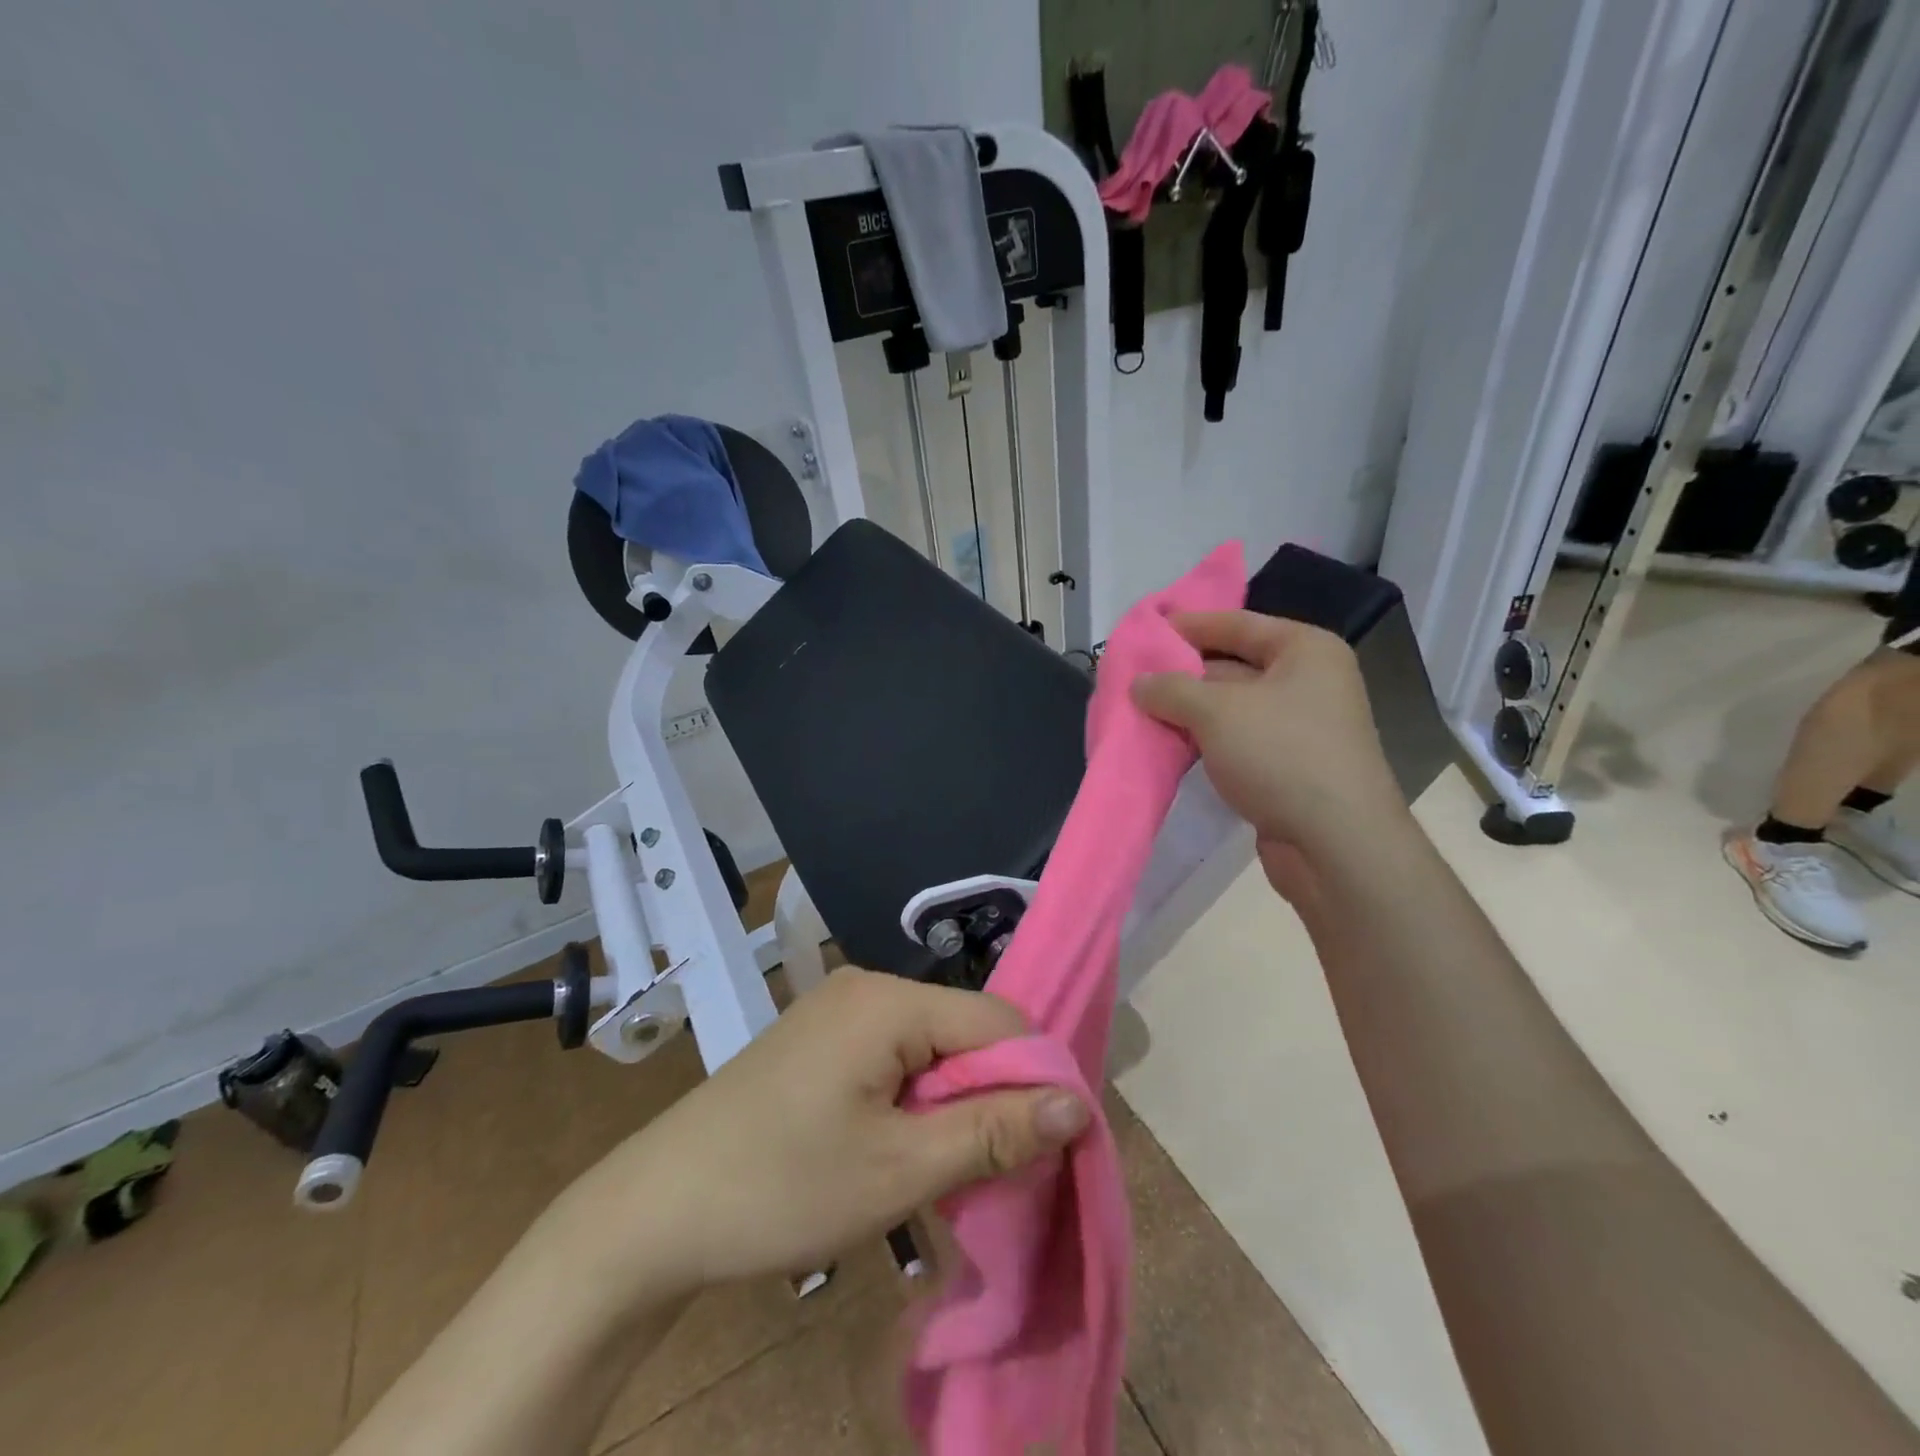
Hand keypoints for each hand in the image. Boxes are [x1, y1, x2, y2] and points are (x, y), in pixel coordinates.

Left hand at [559, 968, 1089, 1296]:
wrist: (656, 1209)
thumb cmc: (782, 1186)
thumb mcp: (899, 1169)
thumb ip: (993, 1132)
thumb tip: (1079, 1105)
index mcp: (888, 999)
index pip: (996, 1020)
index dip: (1034, 1079)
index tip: (1052, 1146)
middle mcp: (868, 986)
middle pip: (964, 1030)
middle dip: (992, 1095)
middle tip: (999, 1169)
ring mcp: (841, 1009)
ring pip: (933, 1046)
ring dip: (955, 1102)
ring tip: (954, 1166)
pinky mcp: (823, 1038)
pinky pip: (897, 1055)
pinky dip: (918, 1098)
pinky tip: (909, 1144)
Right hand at [1131, 611, 1410, 896]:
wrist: (1335, 844)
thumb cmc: (1280, 755)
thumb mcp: (1216, 711)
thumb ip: (1171, 689)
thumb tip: (1139, 683)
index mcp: (1305, 650)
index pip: (1237, 623)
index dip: (1188, 625)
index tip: (1144, 631)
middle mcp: (1308, 682)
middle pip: (1232, 665)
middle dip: (1182, 674)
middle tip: (1132, 677)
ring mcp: (1300, 727)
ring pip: (1231, 708)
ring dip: (1187, 712)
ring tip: (1138, 712)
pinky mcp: (1287, 767)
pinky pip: (1236, 741)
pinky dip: (1203, 741)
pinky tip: (1167, 746)